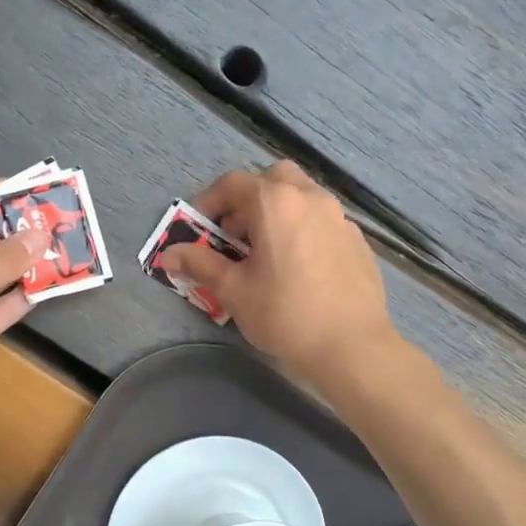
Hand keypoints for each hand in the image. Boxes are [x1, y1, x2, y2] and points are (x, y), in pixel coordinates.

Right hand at [157, 161, 395, 392]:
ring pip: (302, 197)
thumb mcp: (233, 290)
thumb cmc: (284, 314)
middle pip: (273, 179)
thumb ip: (200, 264)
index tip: (197, 228)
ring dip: (277, 213)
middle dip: (248, 200)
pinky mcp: (357, 241)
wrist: (351, 346)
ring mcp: (339, 218)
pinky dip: (303, 230)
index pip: (233, 183)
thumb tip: (168, 255)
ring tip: (266, 253)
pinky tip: (298, 268)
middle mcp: (311, 198)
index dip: (208, 202)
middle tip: (235, 235)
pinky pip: (322, 221)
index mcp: (276, 202)